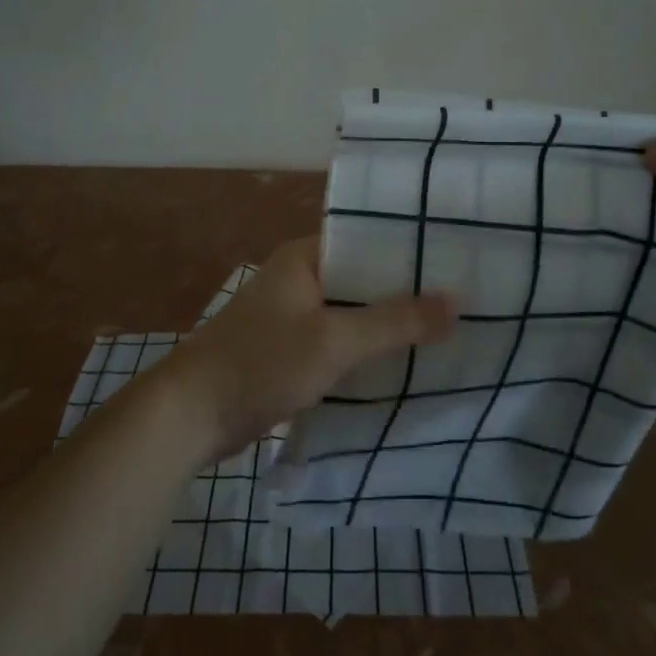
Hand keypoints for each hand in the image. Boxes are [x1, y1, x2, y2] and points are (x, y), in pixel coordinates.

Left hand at [155, 236, 455, 459]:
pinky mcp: (290, 352)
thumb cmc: (261, 362)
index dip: (410, 250)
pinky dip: (365, 352)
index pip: (367, 240)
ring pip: (352, 315)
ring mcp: (292, 317)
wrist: (190, 415)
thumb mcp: (333, 340)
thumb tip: (457, 300)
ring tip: (448, 332)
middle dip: (406, 293)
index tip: (458, 260)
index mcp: (304, 258)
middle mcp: (299, 279)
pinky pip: (338, 343)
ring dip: (388, 326)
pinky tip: (403, 366)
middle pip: (362, 279)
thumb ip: (395, 321)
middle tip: (465, 301)